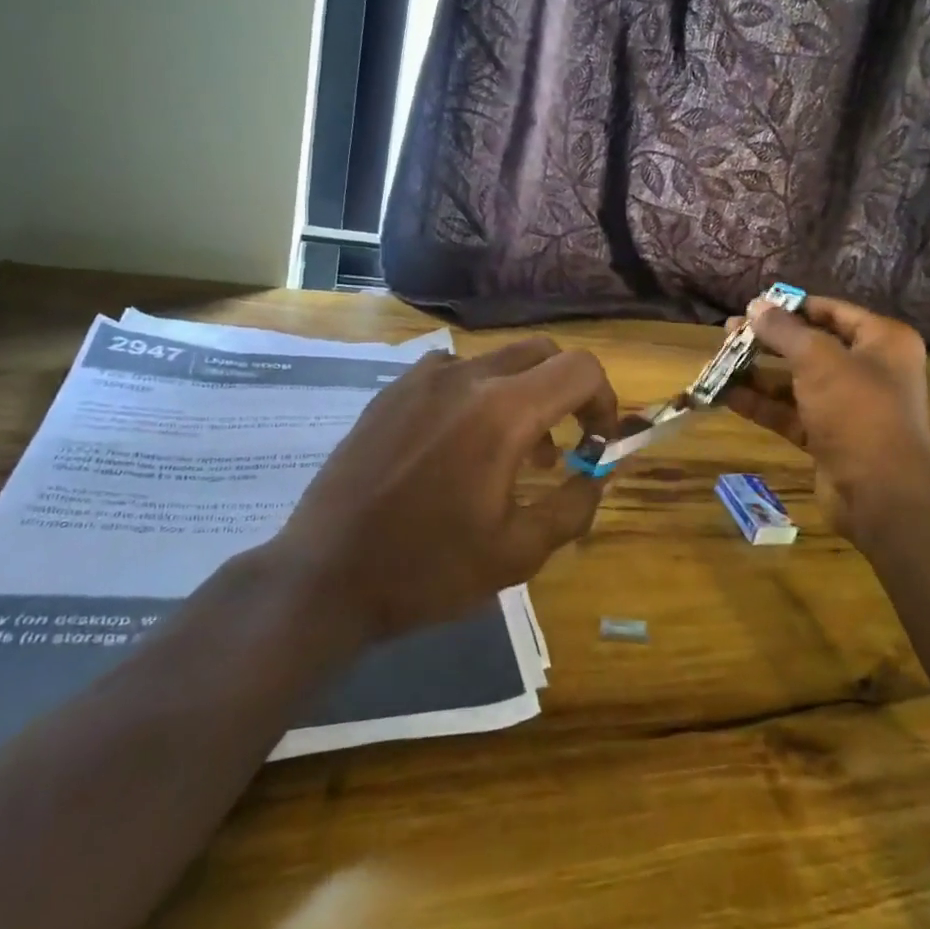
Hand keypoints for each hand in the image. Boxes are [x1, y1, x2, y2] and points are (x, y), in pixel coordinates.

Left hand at [271, 338, 618, 642]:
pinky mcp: (393, 391)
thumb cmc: (428, 569)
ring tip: (513, 454)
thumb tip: (599, 475)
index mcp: (504, 412)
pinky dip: (477, 393)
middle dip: (567, 390)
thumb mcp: (517, 552)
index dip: (605, 400)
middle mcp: (467, 377)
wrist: (324, 576)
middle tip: (564, 443)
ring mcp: (424, 378)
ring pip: (498, 360)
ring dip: (522, 394)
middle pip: (543, 353)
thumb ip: (573, 506)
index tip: (598, 443)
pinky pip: (453, 371)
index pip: (581, 370)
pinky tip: (459, 442)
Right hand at [722, 296, 929, 546]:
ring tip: (719, 362)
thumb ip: (784, 330)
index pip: (832, 312)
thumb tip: (755, 305)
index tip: (754, 306)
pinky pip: (791, 413)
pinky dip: (762, 404)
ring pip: (796, 382)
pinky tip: (726, 395)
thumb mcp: (818, 360)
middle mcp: (869, 370)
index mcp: (882, 341)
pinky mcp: (829, 438)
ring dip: (759, 374)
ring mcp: (848, 407)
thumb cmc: (857, 409)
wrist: (881, 492)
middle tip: (728, 333)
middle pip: (811, 346)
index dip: (792, 307)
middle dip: (768, 341)